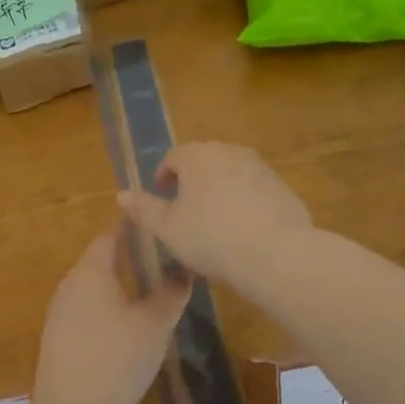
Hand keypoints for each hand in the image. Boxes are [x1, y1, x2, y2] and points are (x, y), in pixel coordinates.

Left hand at [32, 233, 189, 403]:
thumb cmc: (118, 358)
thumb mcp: (156, 324)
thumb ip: (172, 293)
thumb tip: (185, 272)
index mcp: (91, 271)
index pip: (110, 236)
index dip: (134, 231)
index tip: (159, 232)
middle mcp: (69, 285)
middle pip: (99, 261)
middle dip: (129, 259)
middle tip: (162, 263)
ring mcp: (59, 312)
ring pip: (92, 288)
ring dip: (117, 286)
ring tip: (149, 294)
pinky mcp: (57, 338)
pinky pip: (85, 310)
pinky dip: (106, 309)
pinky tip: (125, 327)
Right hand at [116, 142, 311, 282]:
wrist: (274, 252)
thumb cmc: (210, 237)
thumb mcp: (168, 228)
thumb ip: (144, 209)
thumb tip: (121, 195)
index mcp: (197, 156)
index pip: (173, 157)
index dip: (163, 176)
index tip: (162, 196)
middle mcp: (230, 152)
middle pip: (204, 161)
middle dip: (193, 181)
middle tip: (186, 209)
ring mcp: (260, 167)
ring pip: (231, 173)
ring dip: (220, 189)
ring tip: (215, 220)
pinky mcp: (282, 186)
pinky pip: (255, 189)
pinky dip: (245, 201)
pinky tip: (244, 229)